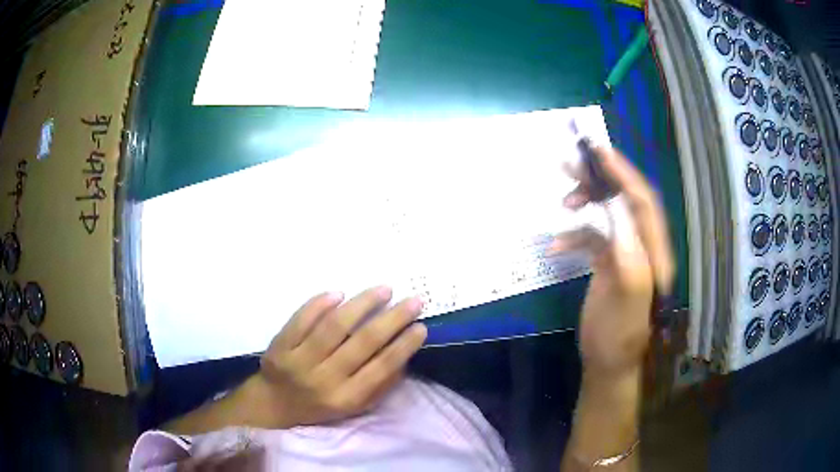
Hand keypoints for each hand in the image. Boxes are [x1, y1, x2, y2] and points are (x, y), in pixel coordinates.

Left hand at [249, 287, 426, 427]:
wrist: (274, 405)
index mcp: (346, 398)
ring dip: (361, 305)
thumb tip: (403, 354)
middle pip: (362, 343)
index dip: (403, 346)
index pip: (381, 369)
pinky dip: (319, 304)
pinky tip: (339, 293)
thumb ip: (380, 385)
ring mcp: (299, 361)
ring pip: (333, 327)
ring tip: (383, 290)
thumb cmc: (321, 406)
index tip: (421, 326)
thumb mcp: (354, 406)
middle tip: (413, 300)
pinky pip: (301, 320)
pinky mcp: (279, 346)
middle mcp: (324, 379)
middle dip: (392, 319)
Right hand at [549, 147, 673, 379]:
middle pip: (626, 201)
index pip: (643, 203)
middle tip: (570, 161)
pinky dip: (575, 236)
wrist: (608, 365)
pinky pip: (593, 238)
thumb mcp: (627, 305)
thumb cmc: (619, 339)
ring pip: (609, 214)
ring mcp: (626, 254)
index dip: (623, 174)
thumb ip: (630, 261)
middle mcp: (643, 247)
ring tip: (564, 201)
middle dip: (601, 178)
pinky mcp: (610, 263)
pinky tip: (555, 247)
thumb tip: (619, 216)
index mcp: (654, 254)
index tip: (597, 151)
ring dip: (587, 204)